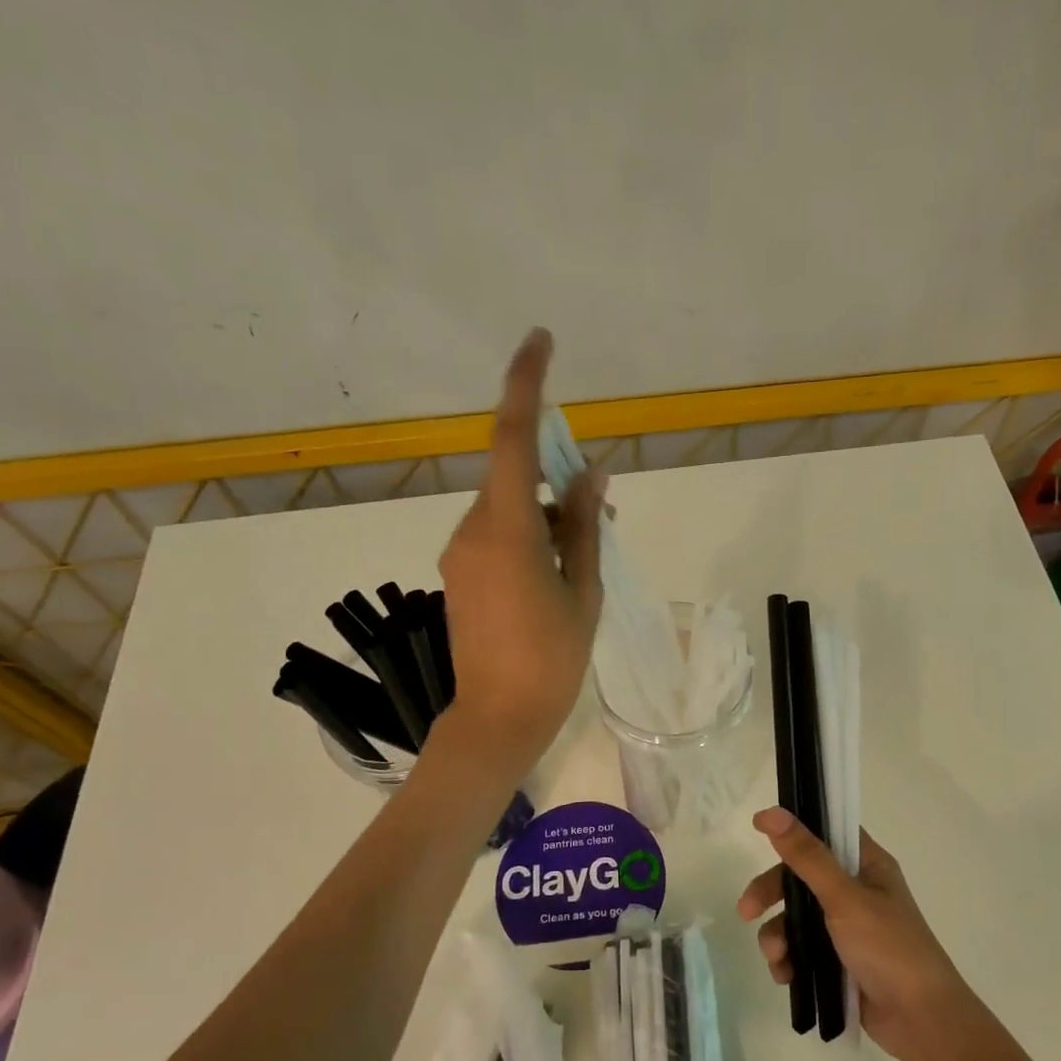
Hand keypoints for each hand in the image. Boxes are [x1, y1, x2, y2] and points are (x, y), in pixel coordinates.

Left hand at [439, 328, 604, 771]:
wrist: (498, 718)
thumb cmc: (552, 659)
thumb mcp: (582, 590)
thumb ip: (585, 526)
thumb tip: (592, 474)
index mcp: (507, 530)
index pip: (512, 439)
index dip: (526, 385)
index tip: (540, 342)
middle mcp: (472, 530)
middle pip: (515, 479)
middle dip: (557, 481)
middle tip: (602, 512)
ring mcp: (460, 554)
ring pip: (508, 510)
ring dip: (547, 517)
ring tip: (586, 556)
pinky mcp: (459, 575)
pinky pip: (496, 536)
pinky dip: (528, 538)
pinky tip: (555, 573)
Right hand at [738, 807, 974, 1060]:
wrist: (920, 1020)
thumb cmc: (888, 947)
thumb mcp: (844, 897)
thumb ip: (806, 856)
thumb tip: (772, 812)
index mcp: (867, 865)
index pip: (826, 831)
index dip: (795, 827)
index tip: (759, 828)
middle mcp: (856, 890)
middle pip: (800, 877)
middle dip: (770, 893)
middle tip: (746, 911)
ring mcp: (847, 927)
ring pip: (795, 917)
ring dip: (778, 935)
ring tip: (777, 959)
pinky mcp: (838, 960)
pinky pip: (801, 950)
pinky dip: (789, 960)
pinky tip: (786, 977)